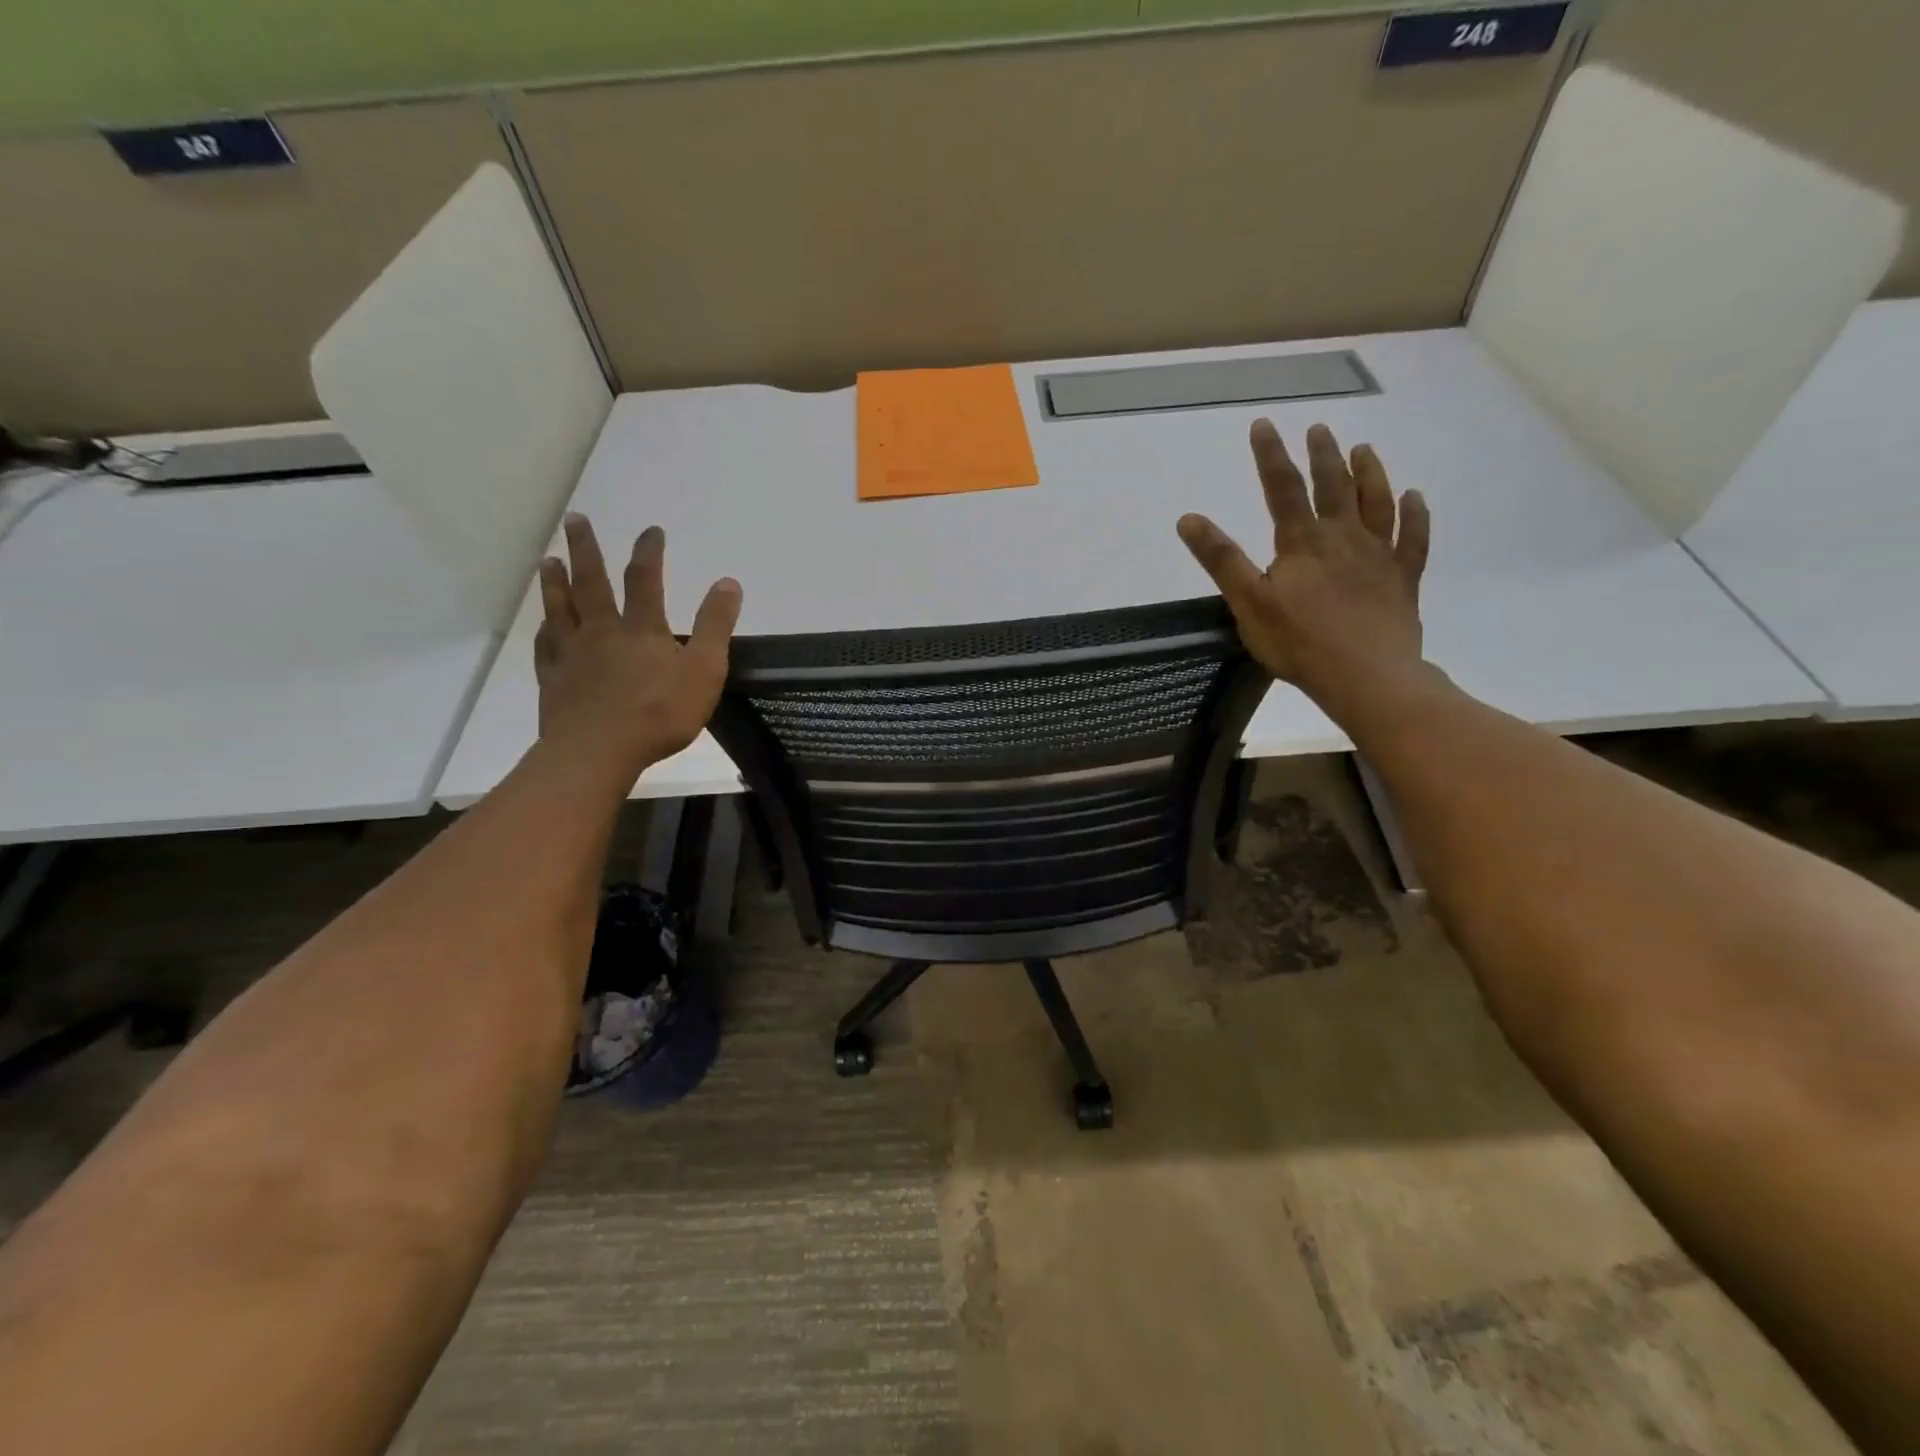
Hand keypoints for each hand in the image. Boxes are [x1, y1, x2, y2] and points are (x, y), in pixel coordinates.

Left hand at [534, 514, 741, 784]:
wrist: (599, 751)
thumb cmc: (660, 713)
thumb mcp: (704, 670)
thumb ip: (716, 626)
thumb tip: (728, 582)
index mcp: (641, 629)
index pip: (645, 579)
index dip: (649, 552)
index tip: (651, 530)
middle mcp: (602, 631)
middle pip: (591, 583)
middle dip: (585, 549)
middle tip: (575, 520)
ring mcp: (572, 654)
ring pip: (560, 608)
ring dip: (555, 582)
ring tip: (548, 559)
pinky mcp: (553, 679)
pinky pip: (545, 646)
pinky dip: (544, 630)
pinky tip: (542, 625)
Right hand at [1178, 420, 1429, 718]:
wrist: (1366, 675)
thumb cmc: (1299, 642)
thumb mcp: (1247, 602)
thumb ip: (1221, 559)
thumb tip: (1188, 519)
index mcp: (1303, 542)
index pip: (1282, 488)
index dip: (1271, 456)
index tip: (1264, 425)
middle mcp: (1344, 537)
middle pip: (1334, 486)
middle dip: (1323, 455)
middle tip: (1320, 429)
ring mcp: (1379, 556)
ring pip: (1377, 503)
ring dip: (1370, 473)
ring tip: (1364, 450)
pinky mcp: (1403, 579)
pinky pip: (1413, 538)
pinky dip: (1415, 515)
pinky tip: (1415, 498)